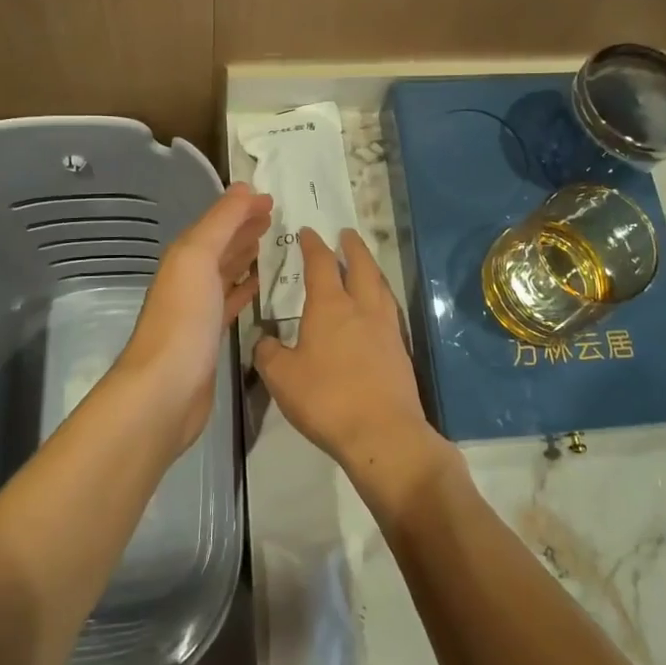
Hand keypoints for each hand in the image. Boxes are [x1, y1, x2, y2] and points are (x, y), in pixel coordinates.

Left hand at [115, 182, 272, 456]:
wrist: (164, 390)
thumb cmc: (183, 319)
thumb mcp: (198, 257)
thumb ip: (221, 222)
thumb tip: (244, 188)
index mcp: (184, 257)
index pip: (217, 223)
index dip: (241, 208)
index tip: (271, 198)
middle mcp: (189, 279)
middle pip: (220, 245)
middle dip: (244, 228)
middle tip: (276, 217)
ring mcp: (198, 310)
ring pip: (226, 272)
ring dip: (245, 256)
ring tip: (272, 245)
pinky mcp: (210, 338)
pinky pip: (230, 303)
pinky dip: (244, 290)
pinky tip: (259, 287)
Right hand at [252, 229, 442, 483]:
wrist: (382, 432)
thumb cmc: (326, 399)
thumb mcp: (282, 378)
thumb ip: (268, 353)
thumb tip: (264, 339)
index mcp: (330, 306)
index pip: (321, 264)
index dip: (313, 245)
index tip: (308, 232)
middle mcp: (362, 308)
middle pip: (361, 265)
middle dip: (352, 247)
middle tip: (346, 234)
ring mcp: (386, 328)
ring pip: (380, 285)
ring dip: (370, 268)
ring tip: (364, 264)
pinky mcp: (400, 350)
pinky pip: (390, 310)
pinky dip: (380, 297)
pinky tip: (376, 308)